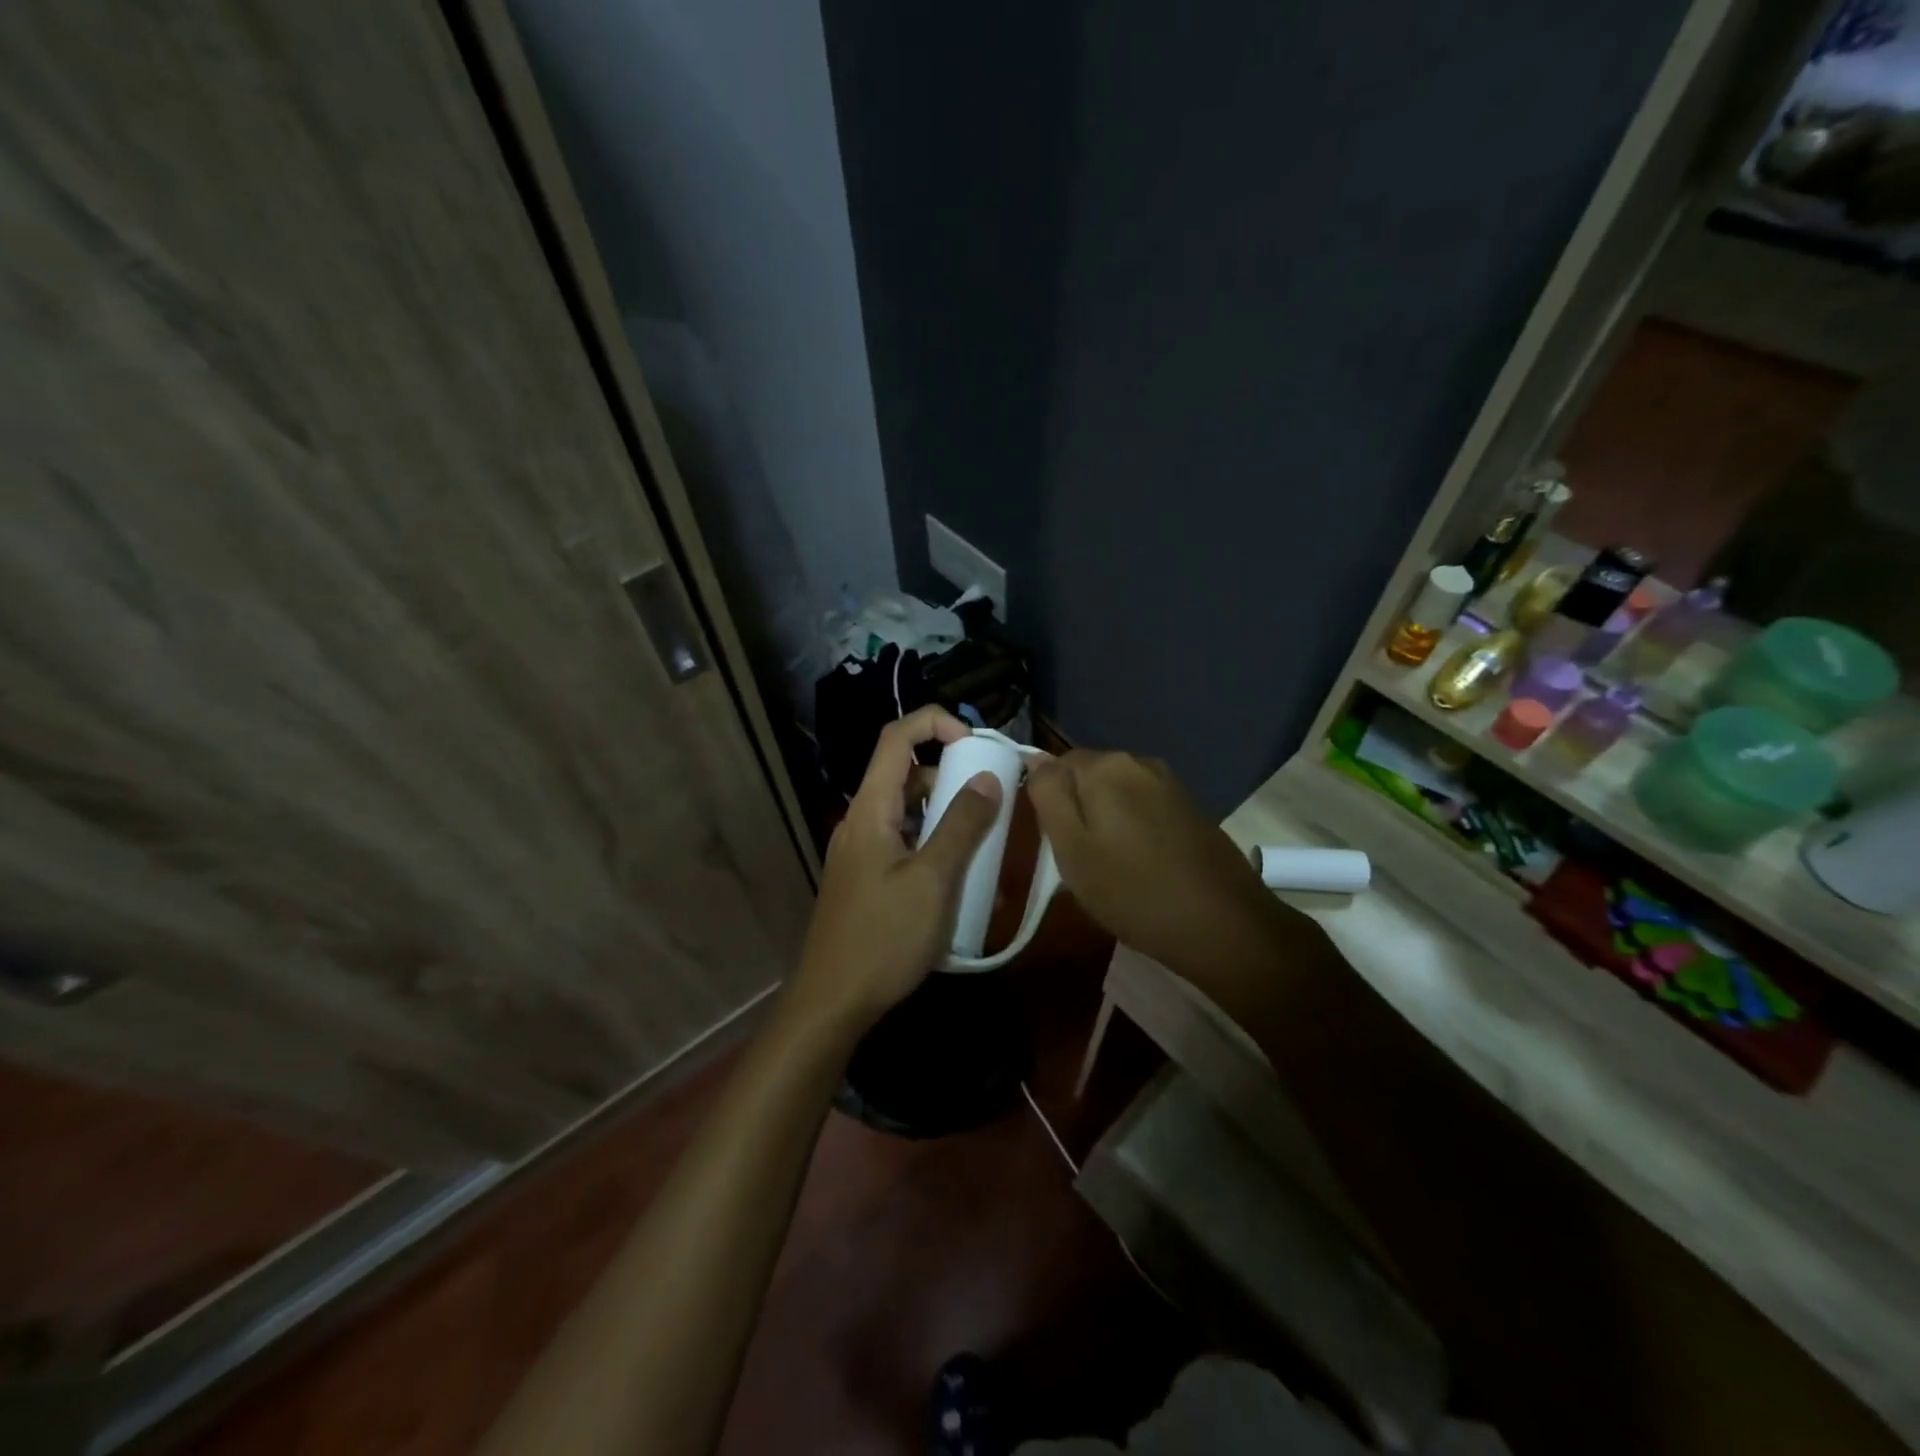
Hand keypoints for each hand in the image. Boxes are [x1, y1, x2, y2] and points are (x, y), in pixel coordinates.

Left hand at [786, 706, 1002, 1034]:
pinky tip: (963, 885)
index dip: (934, 723)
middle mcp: (862, 822)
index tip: (975, 743)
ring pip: (910, 815)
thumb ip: (962, 826)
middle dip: (953, 779)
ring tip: (987, 849)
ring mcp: (862, 853)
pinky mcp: (868, 880)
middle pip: (907, 776)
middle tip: (994, 802)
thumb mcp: (933, 880)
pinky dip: (936, 850)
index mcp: (871, 809)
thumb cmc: (883, 938)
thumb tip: (988, 778)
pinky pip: (906, 847)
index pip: (896, 738)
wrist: (832, 1003)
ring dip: (949, 820)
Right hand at [1026, 749, 1281, 972]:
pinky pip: (1143, 808)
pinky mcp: (1190, 808)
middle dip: (1076, 811)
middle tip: (1076, 861)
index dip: (1047, 804)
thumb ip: (1048, 796)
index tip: (1052, 843)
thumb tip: (1035, 758)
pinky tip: (1139, 866)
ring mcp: (1169, 784)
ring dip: (1104, 821)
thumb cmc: (1134, 892)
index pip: (1053, 766)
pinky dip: (1132, 829)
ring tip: (1107, 868)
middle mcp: (1139, 762)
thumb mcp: (1072, 849)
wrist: (1225, 926)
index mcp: (1105, 766)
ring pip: (1115, 794)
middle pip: (1086, 778)